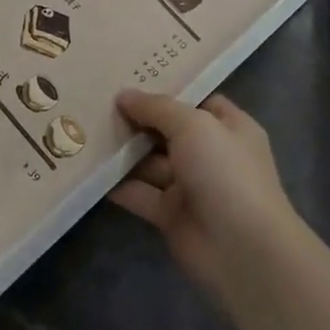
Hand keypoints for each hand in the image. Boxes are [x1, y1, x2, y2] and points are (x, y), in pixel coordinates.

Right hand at [108, 90, 300, 296]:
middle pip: (169, 131)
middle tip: (97, 102)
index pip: (197, 101)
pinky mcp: (172, 216)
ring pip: (152, 163)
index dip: (167, 91)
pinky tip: (90, 170)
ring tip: (87, 132)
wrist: (242, 250)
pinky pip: (142, 194)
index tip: (131, 79)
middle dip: (138, 119)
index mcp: (229, 127)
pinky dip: (119, 185)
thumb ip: (157, 108)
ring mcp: (192, 186)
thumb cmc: (225, 172)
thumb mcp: (193, 125)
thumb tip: (124, 95)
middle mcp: (212, 154)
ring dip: (124, 152)